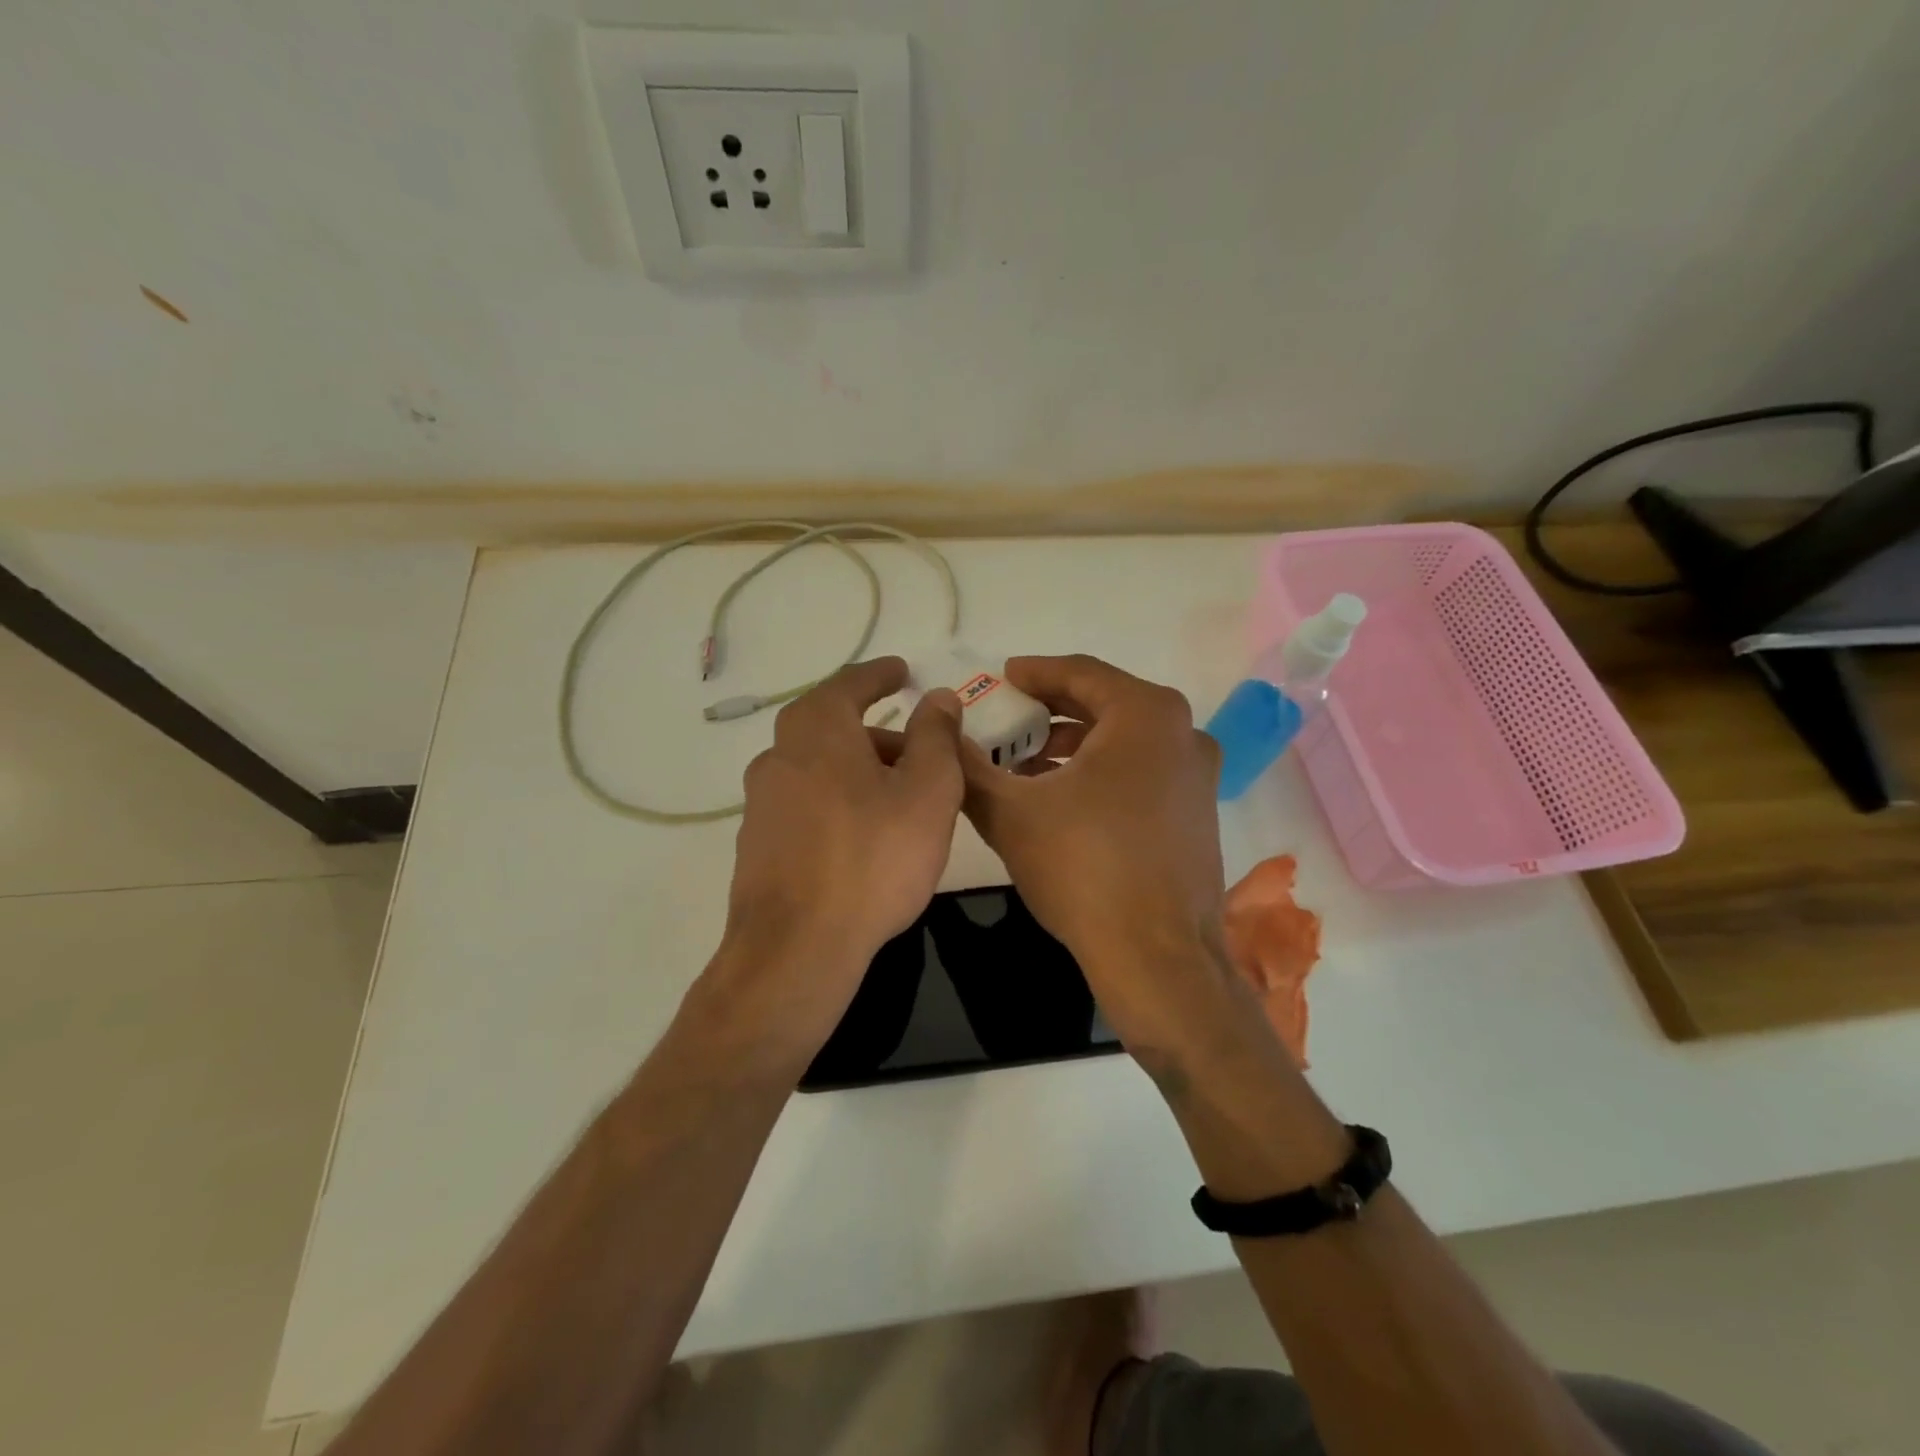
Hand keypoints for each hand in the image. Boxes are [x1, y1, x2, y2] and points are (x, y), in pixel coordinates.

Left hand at [717, 658, 963, 1048]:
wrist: (797, 947)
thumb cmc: (873, 858)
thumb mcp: (928, 791)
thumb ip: (936, 736)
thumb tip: (938, 696)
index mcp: (818, 731)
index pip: (850, 685)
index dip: (880, 675)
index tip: (901, 671)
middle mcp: (779, 756)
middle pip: (831, 727)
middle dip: (875, 731)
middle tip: (915, 744)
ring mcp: (762, 803)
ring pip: (818, 768)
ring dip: (857, 769)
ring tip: (899, 797)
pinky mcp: (758, 845)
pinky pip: (806, 804)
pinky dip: (838, 802)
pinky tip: (863, 835)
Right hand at [958, 655, 1228, 1041]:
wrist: (1157, 958)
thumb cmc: (1084, 869)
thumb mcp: (1010, 813)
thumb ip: (968, 766)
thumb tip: (941, 734)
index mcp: (1145, 715)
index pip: (1080, 673)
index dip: (1034, 672)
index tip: (1002, 676)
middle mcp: (1183, 733)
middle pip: (1105, 704)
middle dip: (1050, 711)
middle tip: (1007, 719)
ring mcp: (1198, 776)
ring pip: (1124, 741)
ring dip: (1073, 746)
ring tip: (1025, 765)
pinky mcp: (1198, 813)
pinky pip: (1142, 772)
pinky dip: (1101, 772)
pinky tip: (1063, 799)